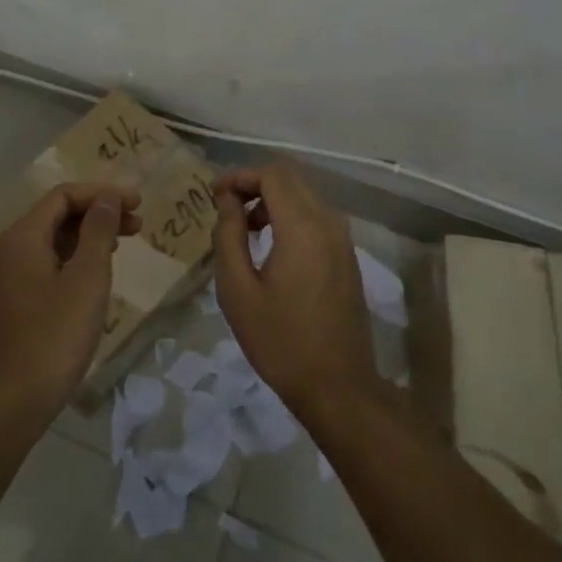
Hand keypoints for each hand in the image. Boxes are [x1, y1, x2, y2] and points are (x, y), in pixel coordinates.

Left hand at [0, 183, 141, 425]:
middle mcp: (10, 248)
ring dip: (89, 236)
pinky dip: (75, 258)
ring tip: (123, 244)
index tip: (136, 203)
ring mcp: (9, 276)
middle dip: (98, 213)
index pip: (64, 195)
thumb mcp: (87, 278)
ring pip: (53, 240)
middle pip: (57, 215)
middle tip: (137, 223)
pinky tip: (97, 274)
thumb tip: (107, 198)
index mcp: (23, 236)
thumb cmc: (55, 334)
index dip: (102, 194)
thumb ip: (98, 231)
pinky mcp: (14, 301)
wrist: (12, 401)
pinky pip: (47, 263)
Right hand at [213, 160, 377, 426]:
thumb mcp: (238, 291)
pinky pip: (316, 216)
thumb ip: (229, 236)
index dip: (240, 175)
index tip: (214, 195)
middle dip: (255, 183)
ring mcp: (342, 238)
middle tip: (226, 209)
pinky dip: (290, 215)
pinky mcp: (346, 255)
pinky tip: (271, 246)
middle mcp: (328, 222)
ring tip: (244, 231)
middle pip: (290, 177)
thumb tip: (228, 200)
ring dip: (272, 200)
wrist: (338, 388)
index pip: (272, 173)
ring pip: (304, 194)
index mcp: (302, 227)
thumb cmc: (280, 342)